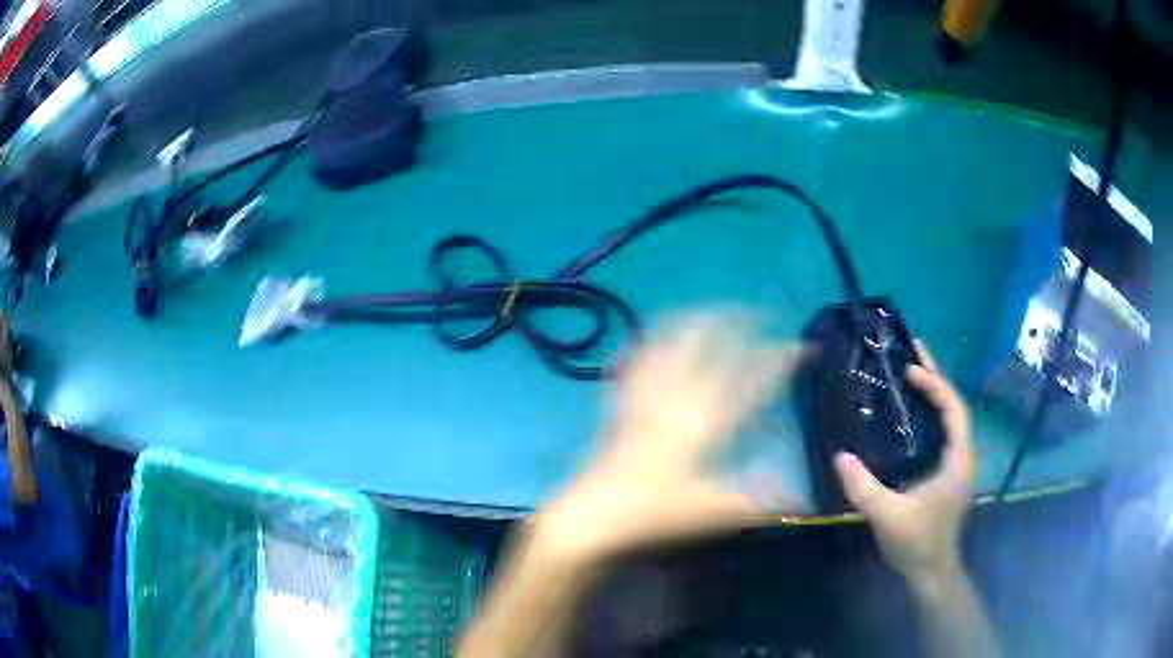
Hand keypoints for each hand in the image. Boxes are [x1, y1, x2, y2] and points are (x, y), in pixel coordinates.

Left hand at [530, 312, 802, 567]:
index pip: (750, 381)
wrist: (591, 515)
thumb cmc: (652, 513)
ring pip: (666, 345)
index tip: (804, 347)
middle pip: (704, 344)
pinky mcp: (620, 408)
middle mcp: (675, 399)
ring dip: (689, 323)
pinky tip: (646, 339)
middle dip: (732, 321)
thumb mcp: (710, 511)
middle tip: (754, 314)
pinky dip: (645, 346)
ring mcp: (644, 399)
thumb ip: (756, 502)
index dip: (779, 360)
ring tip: (708, 312)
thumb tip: (799, 500)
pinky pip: (633, 366)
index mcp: (703, 422)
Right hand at [833, 340, 975, 585]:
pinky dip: (931, 413)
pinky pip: (943, 432)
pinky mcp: (948, 473)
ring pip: (950, 418)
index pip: (954, 409)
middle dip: (936, 376)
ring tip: (913, 370)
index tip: (910, 370)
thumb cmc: (917, 543)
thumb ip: (865, 489)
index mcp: (959, 460)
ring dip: (935, 392)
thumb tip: (840, 456)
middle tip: (914, 348)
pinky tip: (913, 411)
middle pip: (955, 406)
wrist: (931, 571)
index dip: (935, 385)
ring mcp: (957, 464)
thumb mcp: (888, 517)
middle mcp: (963, 456)